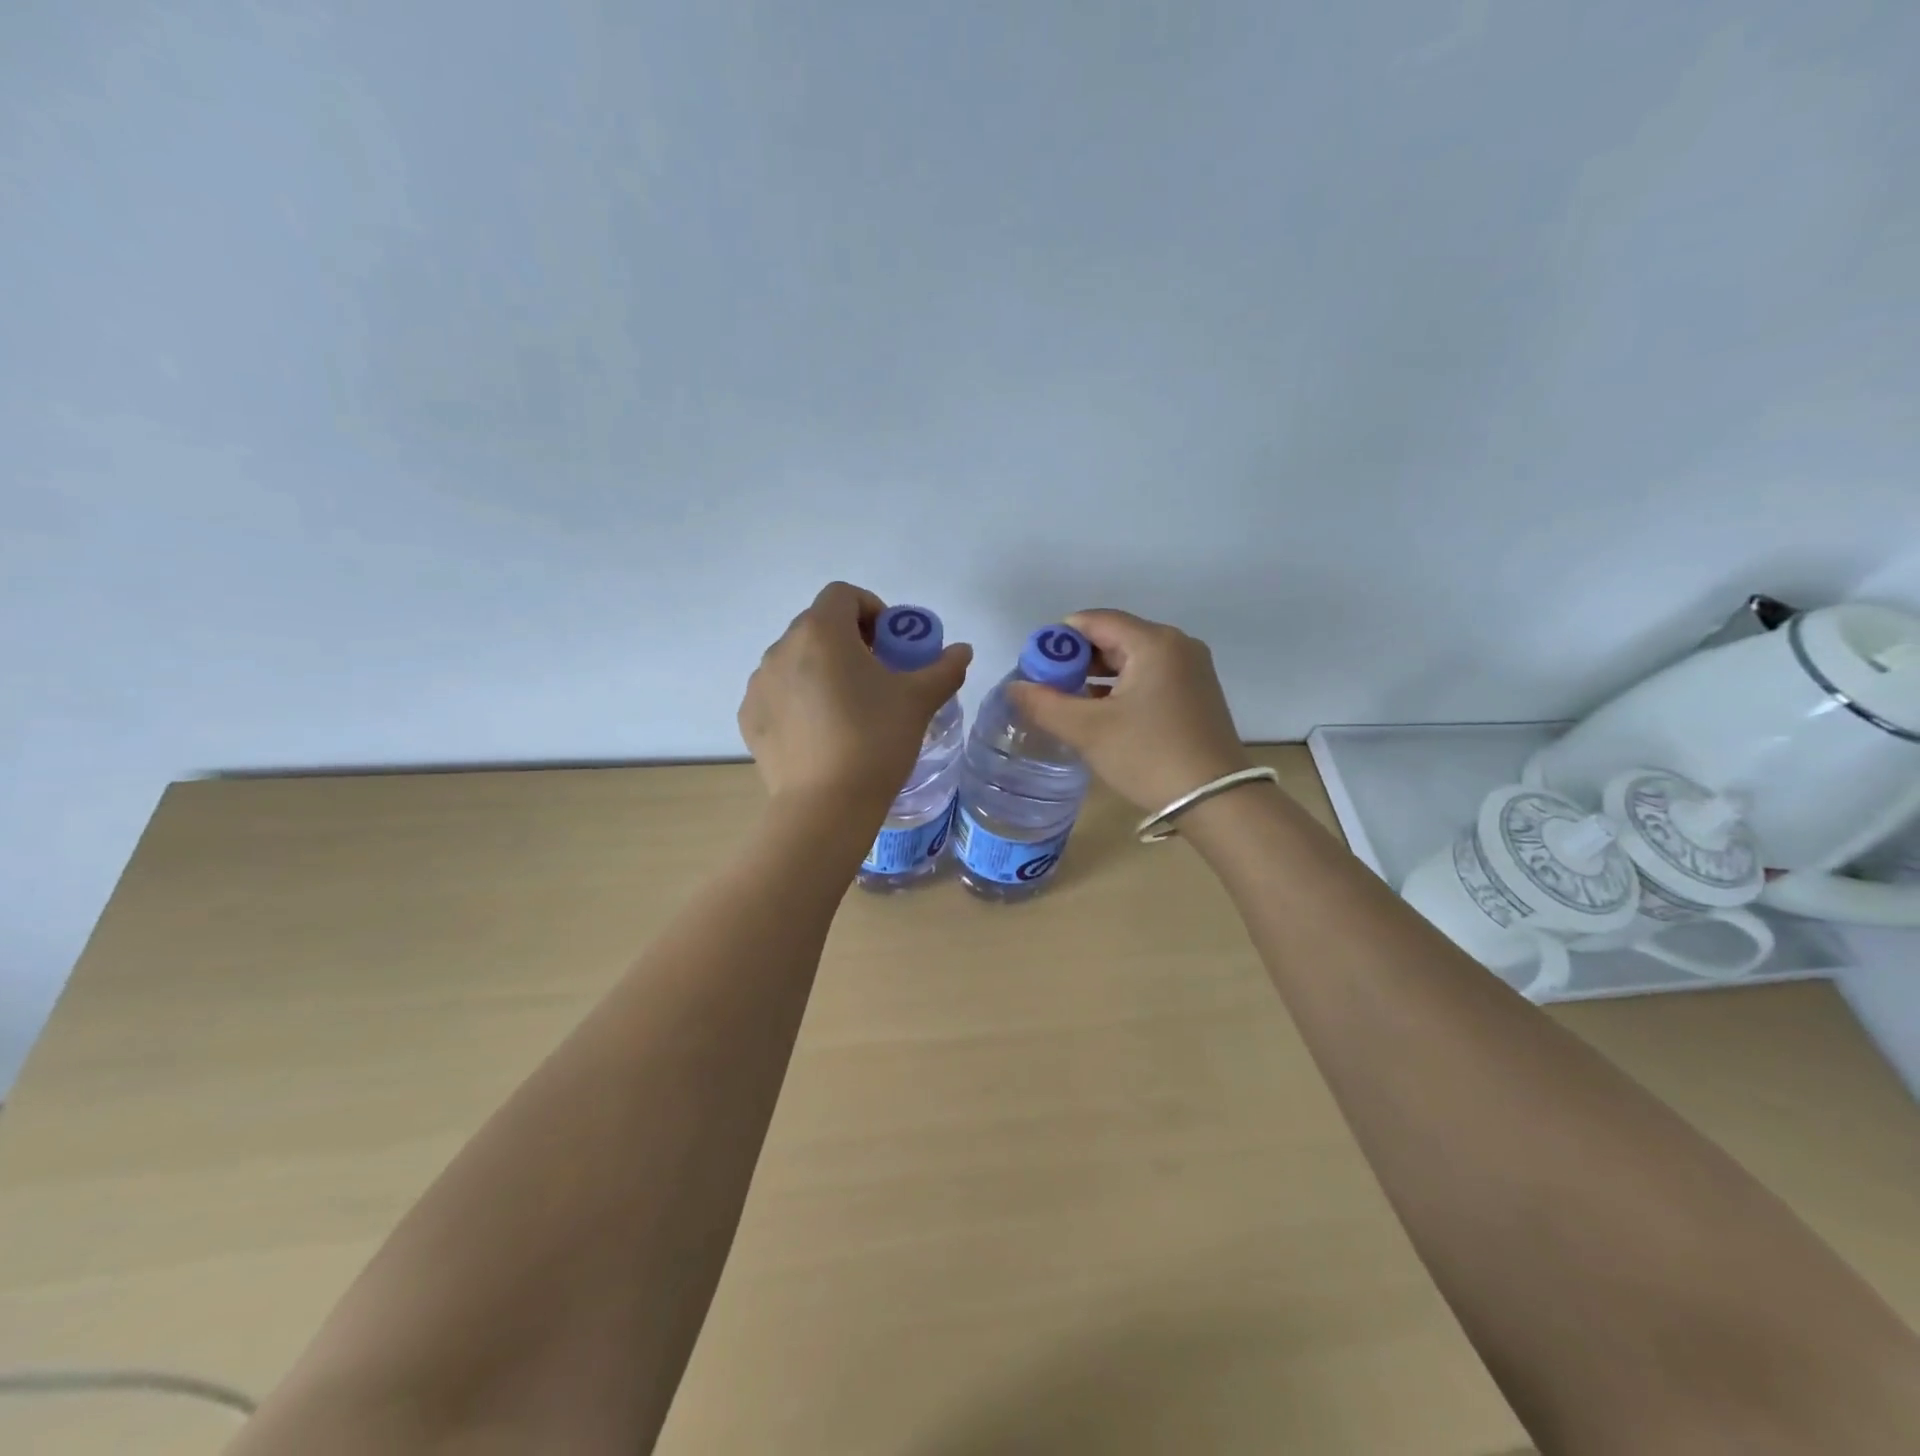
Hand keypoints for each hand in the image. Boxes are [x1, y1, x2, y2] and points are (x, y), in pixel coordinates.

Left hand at [739, 581, 972, 809]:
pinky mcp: (750, 717)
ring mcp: (759, 684)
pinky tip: (820, 733)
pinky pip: (778, 693)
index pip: (843, 595)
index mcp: (821, 632)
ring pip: (795, 660)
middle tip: (875, 676)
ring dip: (821, 669)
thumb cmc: (875, 740)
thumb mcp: (918, 701)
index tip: (889, 644)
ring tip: (847, 708)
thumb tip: (963, 651)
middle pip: (817, 626)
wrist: (826, 806)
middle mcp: (781, 648)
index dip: (871, 609)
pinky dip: (799, 699)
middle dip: (848, 641)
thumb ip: (944, 668)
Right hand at [1005, 609, 1251, 813]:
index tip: (1034, 667)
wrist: (1217, 801)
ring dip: (1097, 676)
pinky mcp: (1196, 693)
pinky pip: (1149, 676)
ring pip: (1131, 658)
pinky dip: (1121, 687)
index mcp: (1153, 642)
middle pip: (1114, 636)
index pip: (1094, 620)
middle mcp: (1177, 645)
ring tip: (1068, 703)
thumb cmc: (1149, 756)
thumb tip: (1014, 687)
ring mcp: (1191, 669)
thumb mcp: (1088, 730)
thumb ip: (1044, 704)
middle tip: (1047, 688)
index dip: (1058, 639)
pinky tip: (1102, 713)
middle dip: (1076, 659)